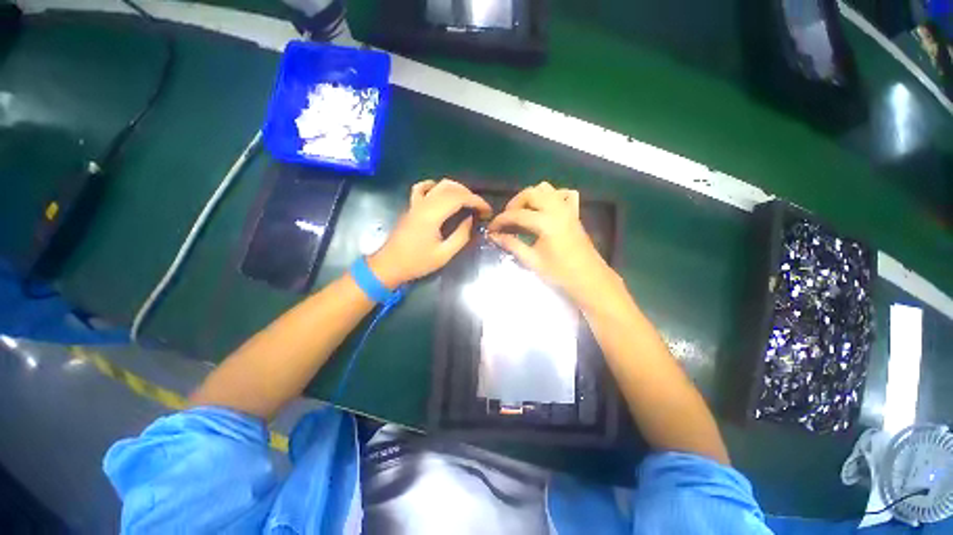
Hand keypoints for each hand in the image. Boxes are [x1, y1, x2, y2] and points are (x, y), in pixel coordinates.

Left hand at [369, 179, 491, 287]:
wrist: (389, 265)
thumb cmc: (417, 263)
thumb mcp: (444, 254)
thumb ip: (461, 236)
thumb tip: (471, 220)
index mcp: (432, 215)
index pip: (459, 198)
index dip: (477, 201)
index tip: (488, 211)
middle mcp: (424, 204)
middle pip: (451, 188)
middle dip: (470, 195)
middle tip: (480, 209)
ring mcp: (415, 203)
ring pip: (439, 185)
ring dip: (456, 189)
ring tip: (467, 201)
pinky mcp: (411, 206)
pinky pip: (422, 188)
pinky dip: (435, 186)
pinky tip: (441, 192)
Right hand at [487, 182, 617, 307]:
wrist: (589, 280)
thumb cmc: (560, 274)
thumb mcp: (532, 260)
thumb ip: (512, 244)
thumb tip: (494, 236)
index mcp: (546, 222)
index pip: (517, 214)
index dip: (501, 220)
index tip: (491, 228)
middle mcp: (557, 209)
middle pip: (530, 193)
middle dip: (514, 203)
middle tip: (506, 219)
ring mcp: (568, 209)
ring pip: (546, 189)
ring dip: (530, 197)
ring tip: (522, 212)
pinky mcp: (574, 213)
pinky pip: (563, 194)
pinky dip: (551, 196)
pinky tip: (544, 208)